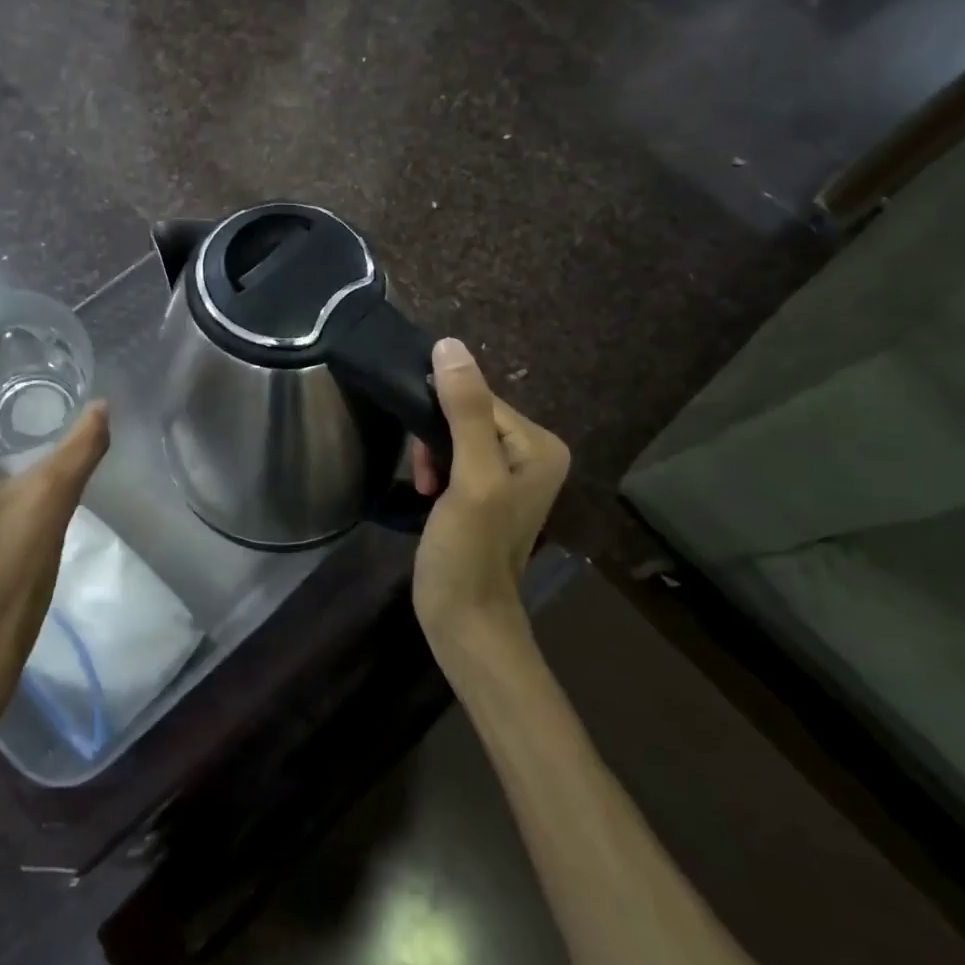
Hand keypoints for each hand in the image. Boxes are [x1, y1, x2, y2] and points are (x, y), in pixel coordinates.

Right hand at [407, 338, 569, 642]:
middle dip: (436, 439)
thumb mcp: (471, 477)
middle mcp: (532, 453)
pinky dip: (435, 470)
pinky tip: (427, 494)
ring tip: (424, 488)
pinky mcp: (485, 492)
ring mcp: (508, 475)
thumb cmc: (470, 550)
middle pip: (467, 415)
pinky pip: (454, 457)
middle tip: (424, 475)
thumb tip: (449, 344)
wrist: (464, 619)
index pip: (481, 399)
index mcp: (540, 445)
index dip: (443, 415)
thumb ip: (465, 411)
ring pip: (454, 435)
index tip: (424, 449)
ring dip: (432, 455)